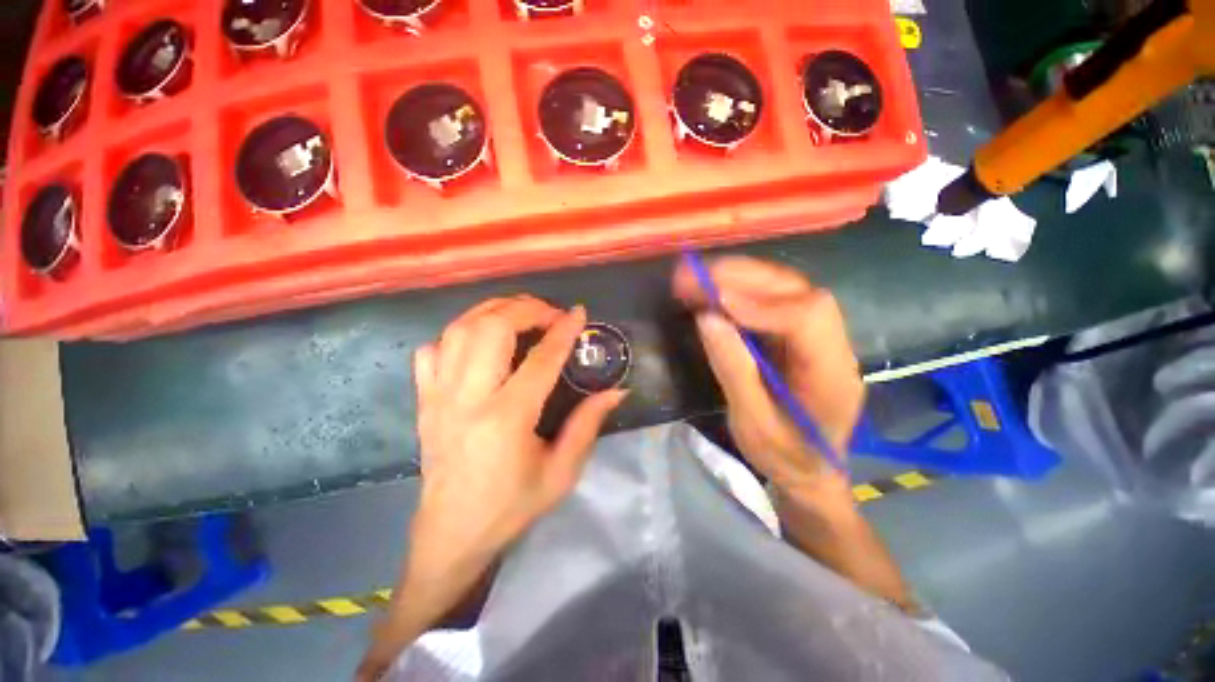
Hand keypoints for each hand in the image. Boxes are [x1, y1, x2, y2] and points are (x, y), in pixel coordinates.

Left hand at [411, 296, 625, 577]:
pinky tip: (477, 340)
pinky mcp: (424, 400)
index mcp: (506, 418)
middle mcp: (468, 398)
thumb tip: (616, 391)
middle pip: (492, 329)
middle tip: (549, 312)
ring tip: (518, 313)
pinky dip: (456, 334)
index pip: (541, 359)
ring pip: (459, 330)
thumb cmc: (511, 507)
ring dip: (492, 311)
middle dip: (525, 308)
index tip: (578, 313)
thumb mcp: (561, 473)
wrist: (451, 535)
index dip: (563, 331)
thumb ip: (588, 425)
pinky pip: (432, 350)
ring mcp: (439, 396)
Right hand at [673, 257, 864, 503]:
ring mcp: (820, 338)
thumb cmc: (785, 456)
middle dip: (744, 279)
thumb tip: (707, 318)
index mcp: (831, 375)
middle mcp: (834, 346)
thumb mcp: (753, 424)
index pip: (806, 319)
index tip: (713, 301)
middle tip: (695, 275)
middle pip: (798, 293)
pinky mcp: (801, 337)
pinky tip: (715, 290)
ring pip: (788, 290)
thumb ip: (733, 370)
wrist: (812, 471)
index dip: (758, 304)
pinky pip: (775, 302)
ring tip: (698, 277)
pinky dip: (742, 290)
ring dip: (741, 278)